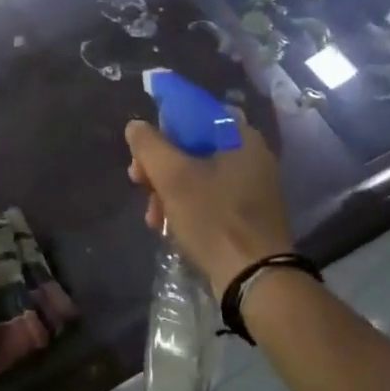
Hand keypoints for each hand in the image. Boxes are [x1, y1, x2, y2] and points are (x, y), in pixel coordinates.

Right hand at [126, 117, 292, 289]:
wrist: (253, 277)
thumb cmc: (213, 218)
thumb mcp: (172, 176)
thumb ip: (149, 145)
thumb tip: (136, 126)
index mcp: (240, 137)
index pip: (194, 113)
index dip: (162, 126)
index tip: (142, 149)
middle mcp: (250, 156)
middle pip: (192, 146)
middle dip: (159, 166)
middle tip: (138, 182)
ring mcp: (251, 186)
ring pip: (197, 175)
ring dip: (167, 190)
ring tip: (151, 216)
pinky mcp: (247, 214)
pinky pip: (208, 197)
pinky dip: (185, 206)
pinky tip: (166, 226)